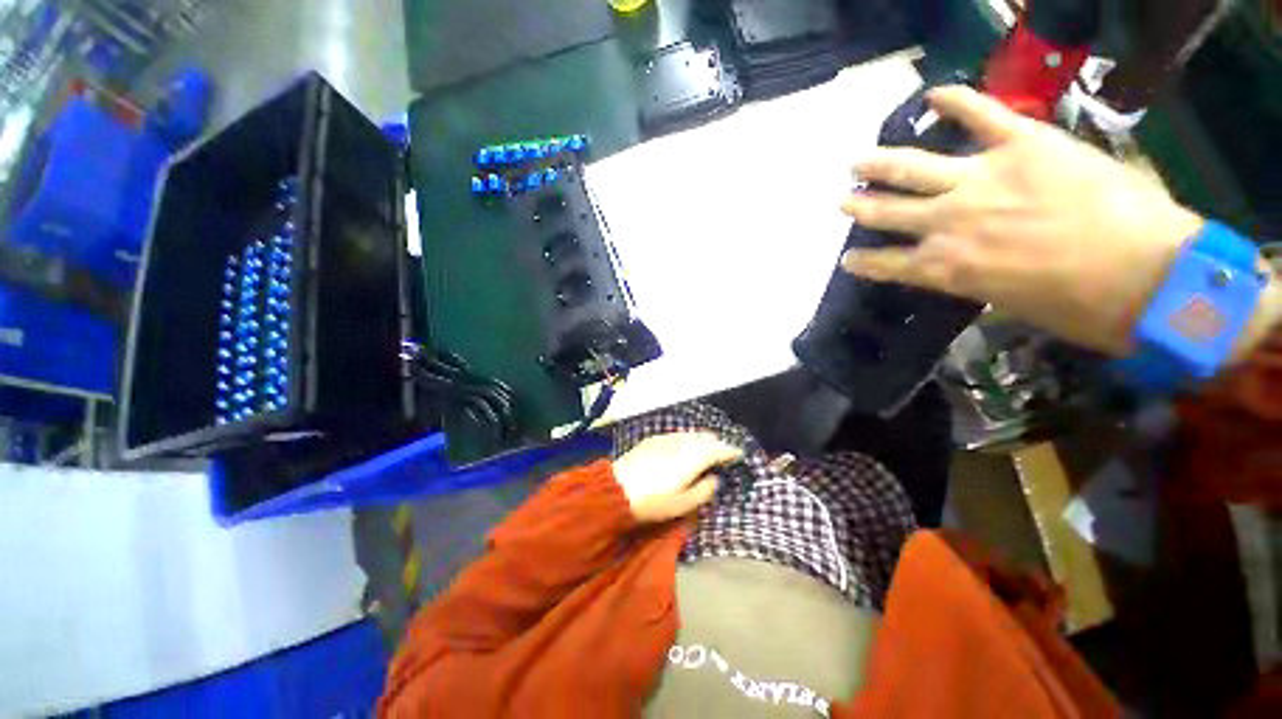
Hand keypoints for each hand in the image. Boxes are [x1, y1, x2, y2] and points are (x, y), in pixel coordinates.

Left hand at [612, 433, 742, 522]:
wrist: (616, 489)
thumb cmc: (653, 501)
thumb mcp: (683, 504)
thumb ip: (704, 490)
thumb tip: (715, 478)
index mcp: (695, 457)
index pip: (720, 449)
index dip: (732, 451)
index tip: (740, 455)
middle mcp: (684, 442)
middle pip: (707, 438)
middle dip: (718, 444)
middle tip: (724, 454)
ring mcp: (667, 438)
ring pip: (692, 434)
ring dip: (703, 440)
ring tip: (707, 449)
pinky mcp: (654, 439)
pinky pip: (678, 435)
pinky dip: (687, 439)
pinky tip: (684, 446)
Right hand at [839, 85, 1208, 355]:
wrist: (1152, 275)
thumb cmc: (1080, 306)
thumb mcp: (1007, 303)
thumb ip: (975, 278)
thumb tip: (965, 264)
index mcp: (946, 267)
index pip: (887, 264)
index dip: (863, 262)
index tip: (849, 258)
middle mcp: (950, 222)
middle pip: (888, 211)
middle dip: (861, 205)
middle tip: (844, 199)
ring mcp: (984, 178)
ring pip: (913, 167)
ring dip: (880, 164)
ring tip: (858, 161)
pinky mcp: (1024, 144)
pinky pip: (983, 114)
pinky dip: (957, 102)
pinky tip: (933, 95)